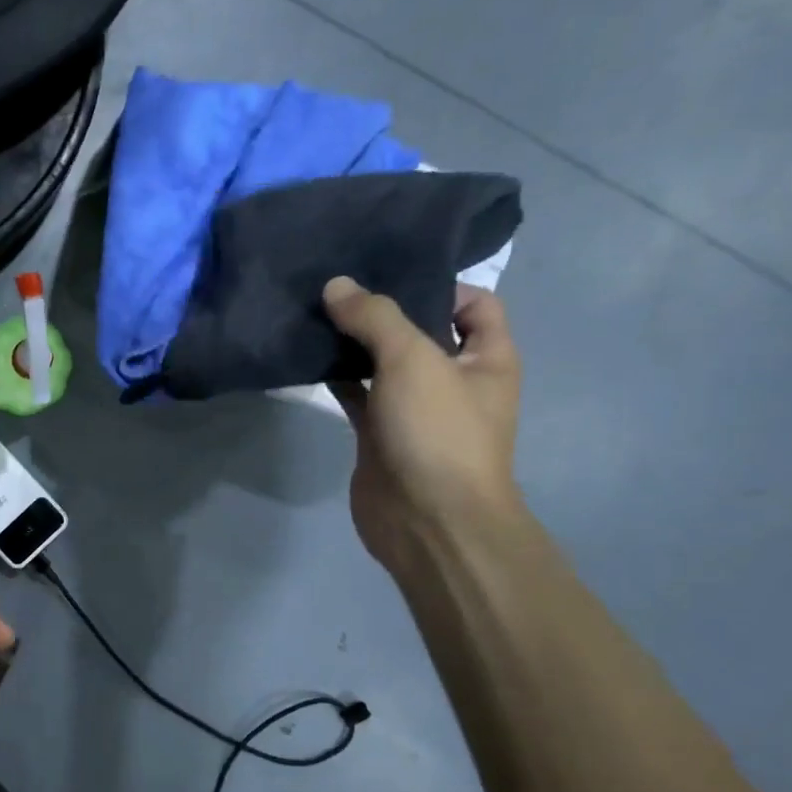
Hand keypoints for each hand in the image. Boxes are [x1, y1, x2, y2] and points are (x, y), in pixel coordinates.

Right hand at [324, 277, 523, 572]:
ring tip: (313, 313)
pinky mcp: (378, 434)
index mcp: (486, 358)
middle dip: (382, 310)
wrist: (427, 520)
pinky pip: (356, 394)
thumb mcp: (413, 360)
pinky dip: (334, 378)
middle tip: (336, 286)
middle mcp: (453, 379)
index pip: (475, 303)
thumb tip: (337, 285)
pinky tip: (304, 359)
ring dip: (352, 343)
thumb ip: (375, 318)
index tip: (387, 271)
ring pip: (382, 363)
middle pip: (420, 330)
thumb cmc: (438, 433)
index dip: (439, 283)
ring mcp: (414, 409)